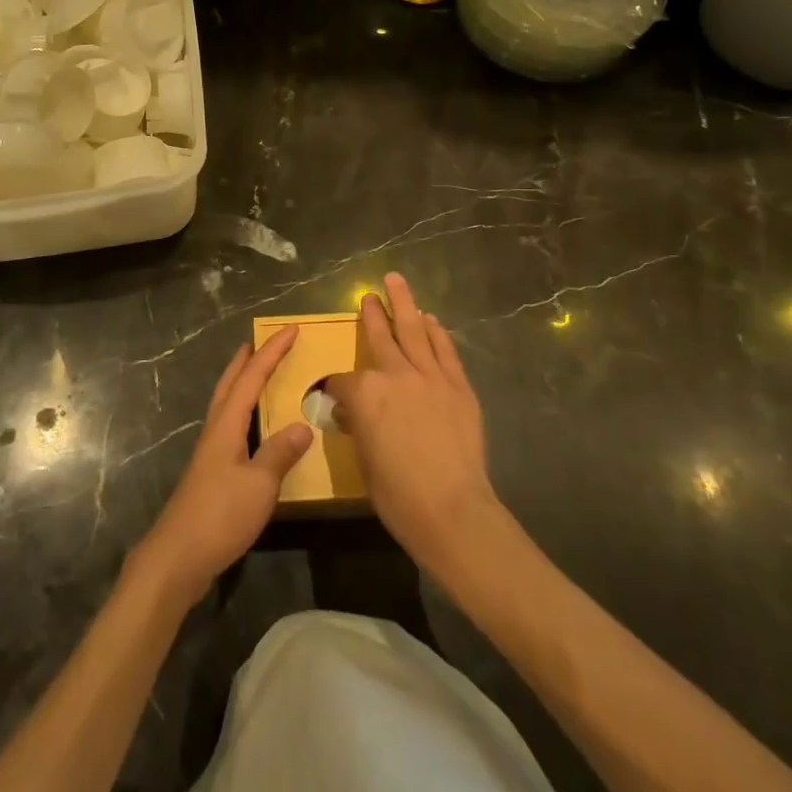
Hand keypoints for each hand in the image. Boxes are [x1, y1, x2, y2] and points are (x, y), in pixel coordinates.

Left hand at [130, 327, 313, 607]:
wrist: (178, 557)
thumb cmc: (220, 515)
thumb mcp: (259, 484)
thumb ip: (280, 453)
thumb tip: (303, 426)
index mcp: (227, 424)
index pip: (252, 376)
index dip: (272, 352)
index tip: (291, 329)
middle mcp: (215, 429)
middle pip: (230, 383)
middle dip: (247, 359)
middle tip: (262, 341)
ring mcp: (210, 452)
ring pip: (227, 404)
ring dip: (242, 383)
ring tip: (259, 375)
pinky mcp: (211, 472)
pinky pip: (230, 426)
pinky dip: (244, 413)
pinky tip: (255, 429)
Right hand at [325, 273, 500, 573]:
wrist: (452, 510)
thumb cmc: (399, 496)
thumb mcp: (365, 461)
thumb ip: (359, 428)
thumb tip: (355, 416)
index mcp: (364, 394)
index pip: (342, 380)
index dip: (335, 387)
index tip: (333, 394)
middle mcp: (394, 374)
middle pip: (379, 336)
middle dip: (371, 314)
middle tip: (367, 296)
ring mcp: (429, 376)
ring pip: (413, 329)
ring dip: (403, 303)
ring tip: (396, 281)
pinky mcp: (458, 385)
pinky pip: (444, 349)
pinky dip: (436, 331)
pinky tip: (430, 319)